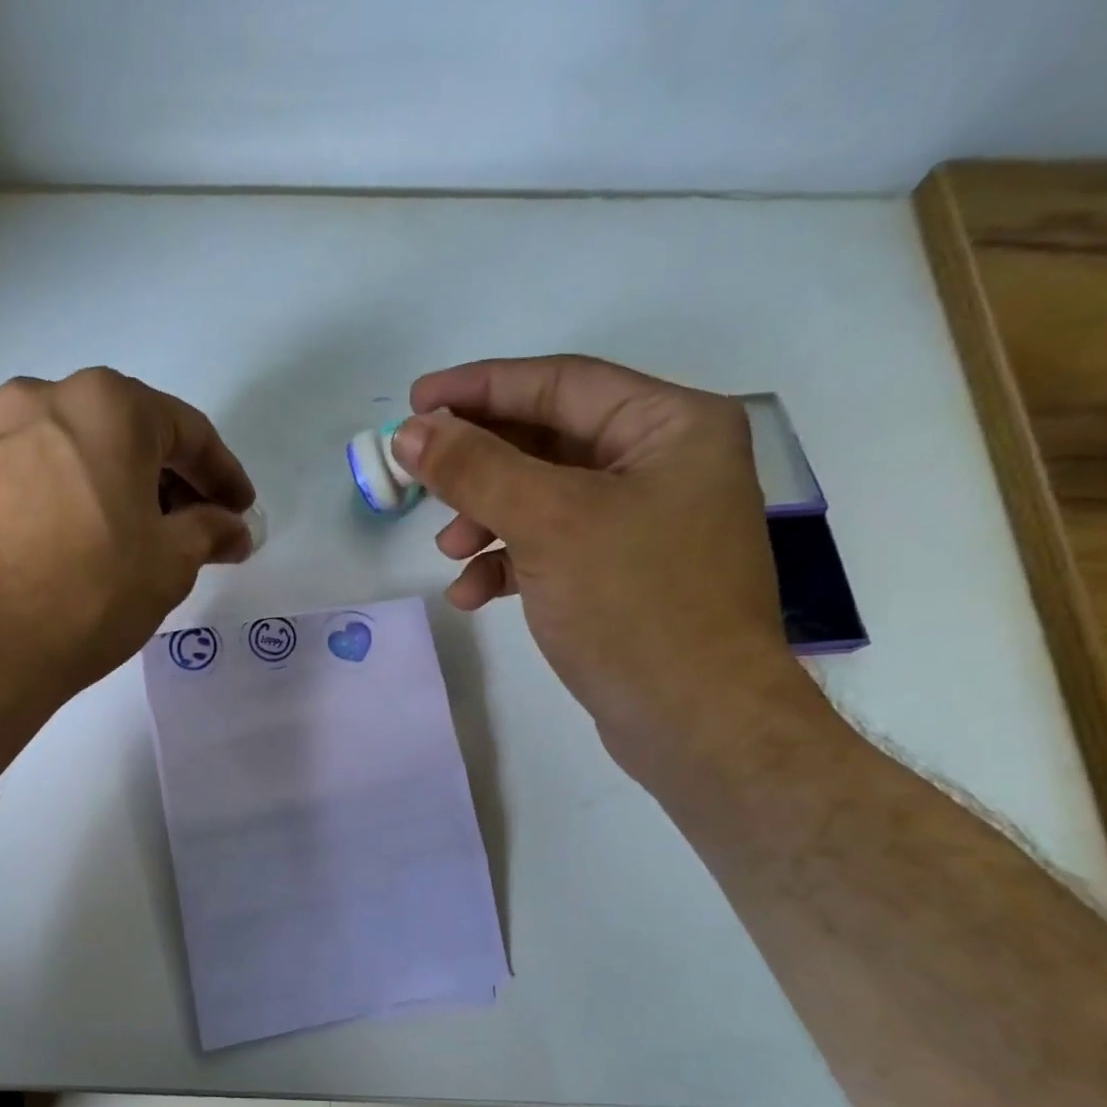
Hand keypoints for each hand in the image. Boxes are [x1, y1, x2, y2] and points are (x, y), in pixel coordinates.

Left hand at [0, 367, 256, 713]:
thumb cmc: (88, 592)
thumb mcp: (169, 564)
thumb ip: (209, 533)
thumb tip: (232, 528)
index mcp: (107, 405)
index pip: (187, 431)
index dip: (223, 475)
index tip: (240, 512)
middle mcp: (44, 398)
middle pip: (128, 434)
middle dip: (170, 482)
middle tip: (195, 531)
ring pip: (79, 454)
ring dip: (119, 490)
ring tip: (138, 543)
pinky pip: (37, 477)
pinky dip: (72, 501)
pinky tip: (82, 546)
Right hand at [393, 356, 816, 775]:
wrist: (695, 721)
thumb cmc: (634, 605)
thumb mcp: (548, 524)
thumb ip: (476, 470)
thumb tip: (411, 434)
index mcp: (670, 426)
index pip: (559, 384)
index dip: (480, 389)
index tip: (414, 402)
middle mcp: (663, 464)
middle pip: (547, 442)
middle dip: (478, 466)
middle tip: (418, 477)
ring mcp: (644, 523)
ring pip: (543, 499)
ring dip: (486, 520)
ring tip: (448, 551)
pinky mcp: (622, 575)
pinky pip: (551, 548)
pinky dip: (507, 563)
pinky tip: (472, 594)